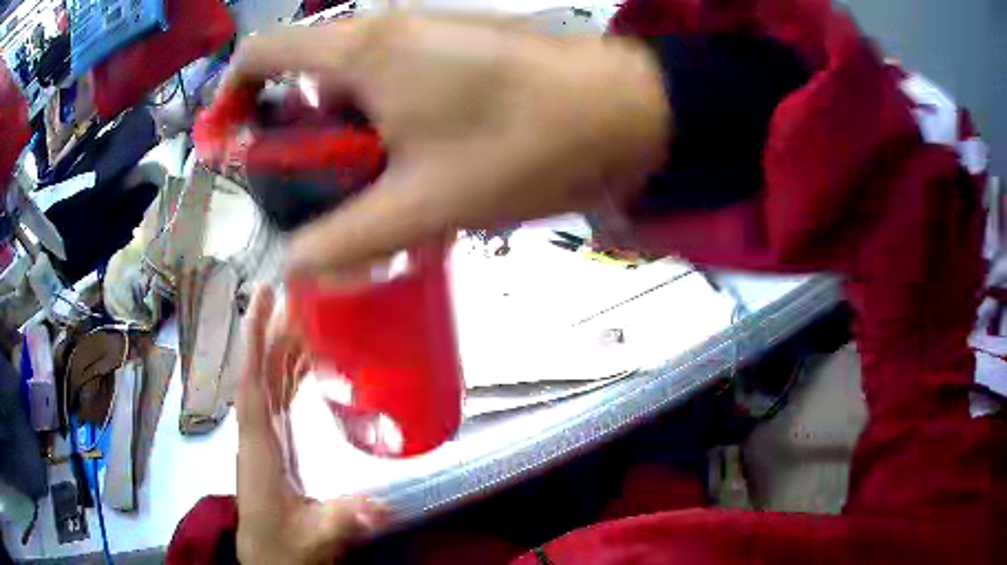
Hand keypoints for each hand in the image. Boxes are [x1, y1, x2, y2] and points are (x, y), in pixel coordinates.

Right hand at [223, 13, 670, 273]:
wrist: (626, 112)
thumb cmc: (526, 146)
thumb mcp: (425, 204)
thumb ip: (345, 240)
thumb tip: (289, 267)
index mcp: (361, 51)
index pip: (261, 52)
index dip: (230, 96)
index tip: (231, 146)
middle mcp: (384, 31)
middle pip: (302, 76)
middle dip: (293, 136)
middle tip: (313, 196)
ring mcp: (424, 36)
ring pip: (350, 86)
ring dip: (343, 139)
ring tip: (369, 194)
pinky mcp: (455, 50)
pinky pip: (392, 85)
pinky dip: (382, 127)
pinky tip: (412, 168)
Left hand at [236, 286, 384, 564]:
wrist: (270, 559)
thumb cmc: (284, 547)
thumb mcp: (315, 538)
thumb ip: (341, 520)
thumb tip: (379, 505)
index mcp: (258, 448)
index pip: (251, 382)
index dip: (255, 339)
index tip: (264, 298)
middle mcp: (256, 433)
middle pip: (262, 372)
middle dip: (277, 332)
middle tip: (303, 296)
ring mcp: (264, 437)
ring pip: (269, 381)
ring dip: (284, 349)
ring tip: (309, 318)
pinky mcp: (274, 443)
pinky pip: (278, 397)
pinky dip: (290, 374)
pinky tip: (307, 364)